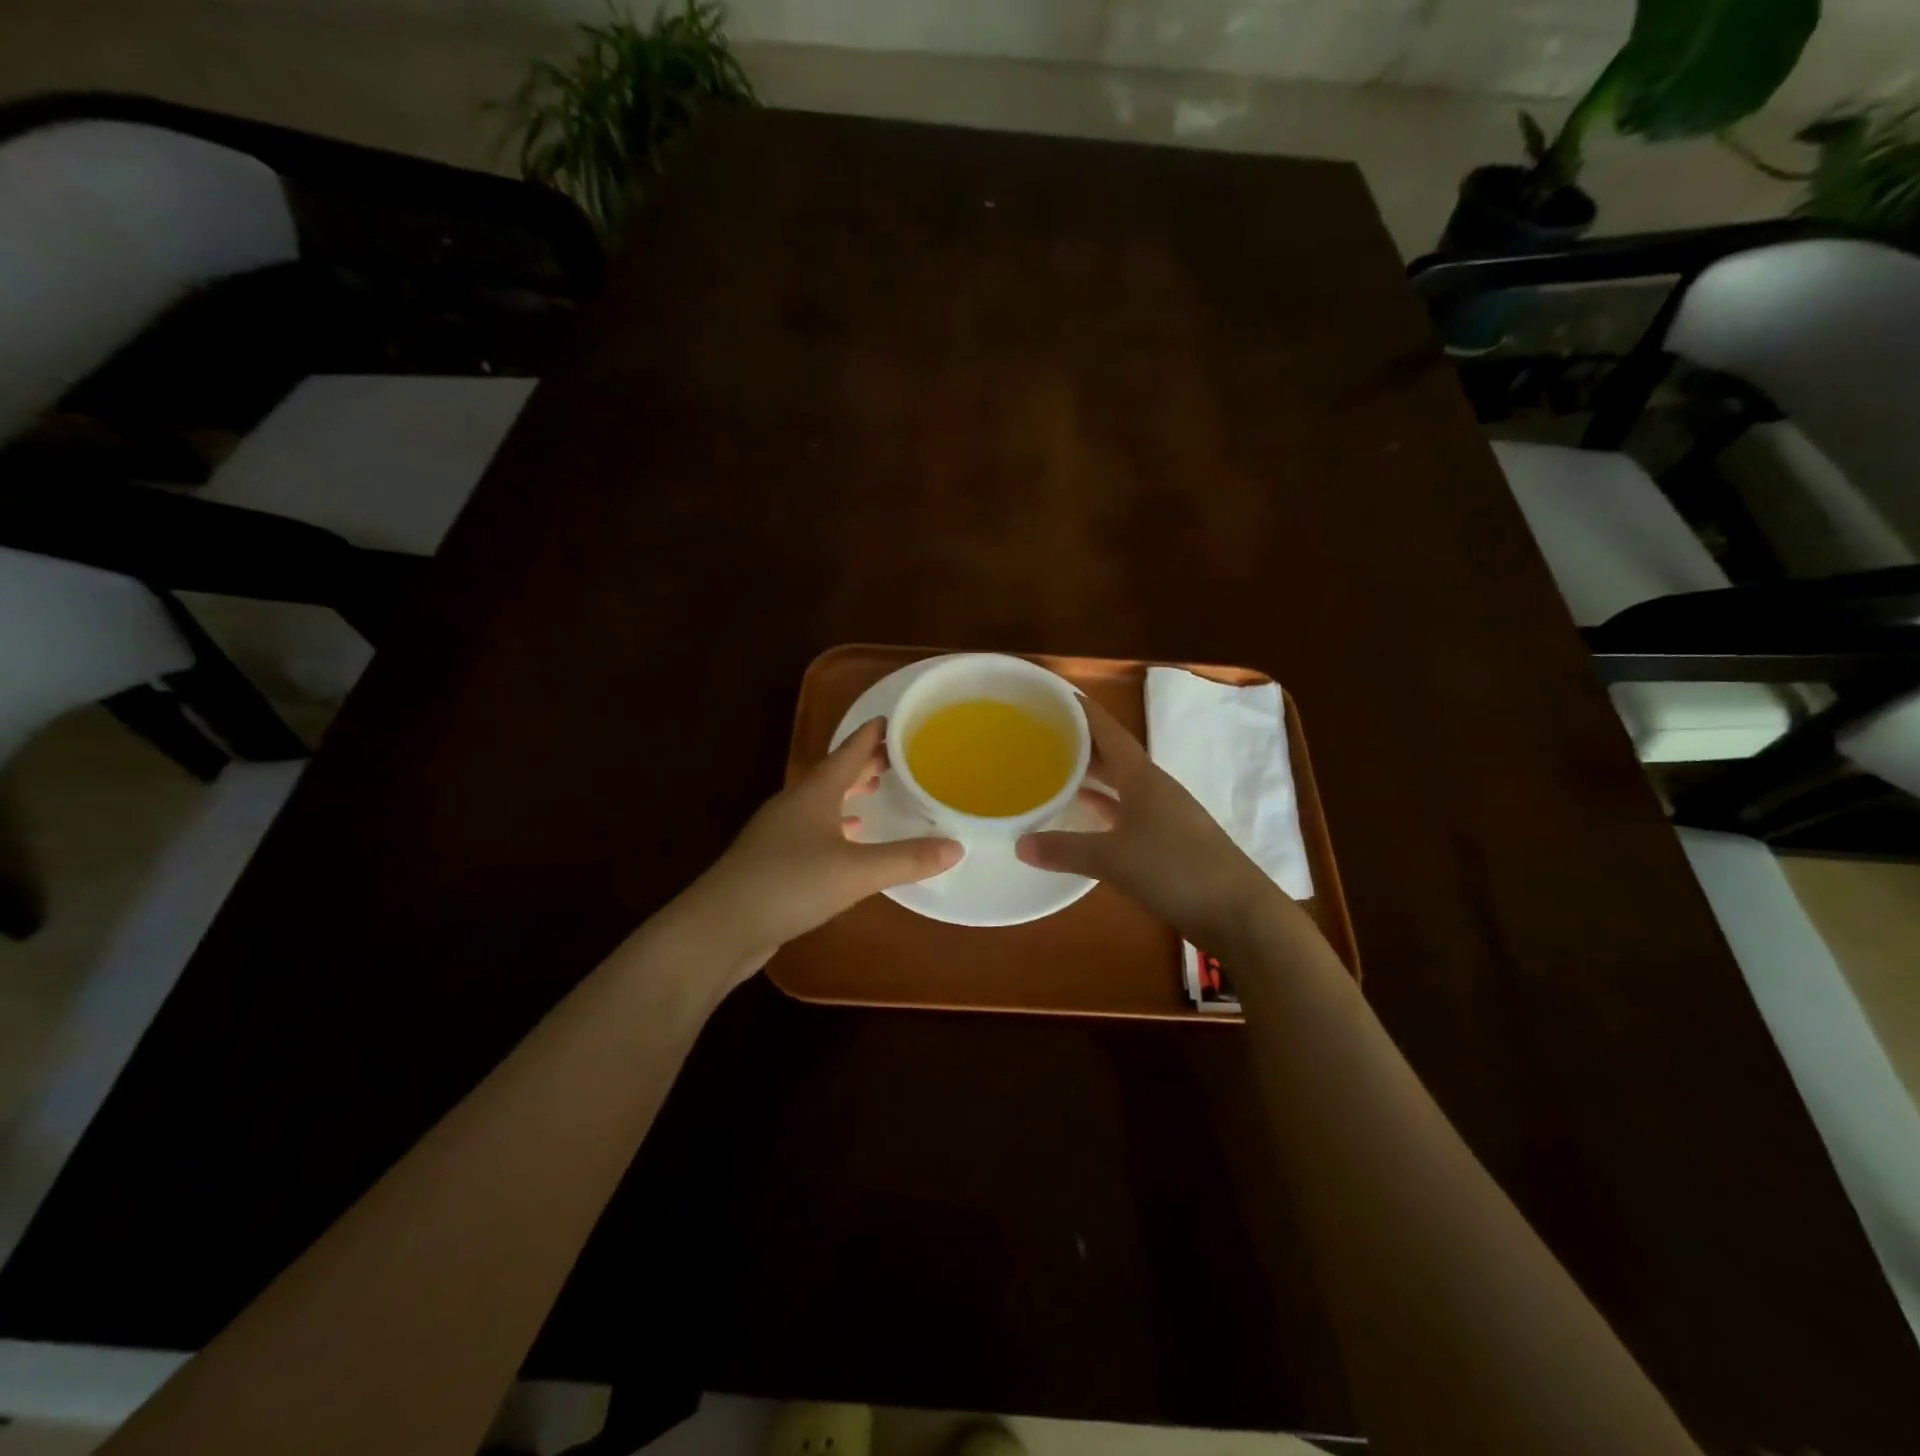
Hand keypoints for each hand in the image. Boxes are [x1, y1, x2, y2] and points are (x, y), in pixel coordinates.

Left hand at [682, 718, 961, 982]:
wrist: (721, 926)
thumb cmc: (789, 884)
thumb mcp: (856, 871)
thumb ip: (907, 858)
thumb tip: (957, 846)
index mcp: (814, 792)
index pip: (848, 751)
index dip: (872, 735)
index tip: (896, 721)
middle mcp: (795, 803)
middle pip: (834, 773)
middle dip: (865, 764)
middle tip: (897, 758)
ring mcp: (779, 832)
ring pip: (822, 802)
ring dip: (849, 794)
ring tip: (875, 792)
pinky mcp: (773, 860)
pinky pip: (814, 830)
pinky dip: (836, 826)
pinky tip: (848, 839)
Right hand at [1017, 697, 1280, 948]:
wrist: (1238, 912)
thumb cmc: (1176, 869)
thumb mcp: (1113, 858)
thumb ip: (1066, 849)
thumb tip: (1019, 843)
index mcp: (1144, 777)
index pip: (1110, 732)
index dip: (1085, 713)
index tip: (1057, 695)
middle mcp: (1155, 789)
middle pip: (1115, 757)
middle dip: (1082, 744)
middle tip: (1044, 734)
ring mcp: (1165, 817)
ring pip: (1121, 787)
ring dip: (1093, 778)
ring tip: (1057, 771)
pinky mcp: (1169, 844)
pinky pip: (1127, 815)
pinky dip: (1104, 811)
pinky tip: (1087, 817)